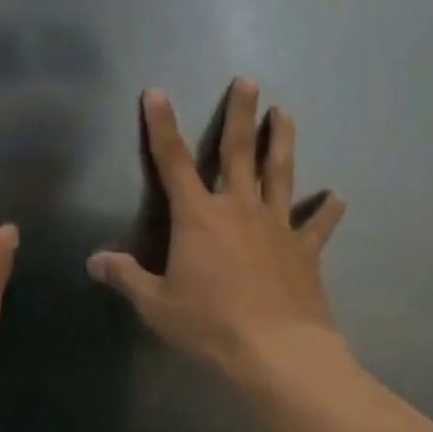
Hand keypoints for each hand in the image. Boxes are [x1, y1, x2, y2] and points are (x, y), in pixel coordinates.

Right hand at [88, 80, 345, 383]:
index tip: (156, 93)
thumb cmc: (209, 325)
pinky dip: (327, 211)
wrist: (276, 351)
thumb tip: (94, 261)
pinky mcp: (305, 251)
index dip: (162, 126)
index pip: (173, 162)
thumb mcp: (156, 304)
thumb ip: (126, 277)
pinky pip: (317, 226)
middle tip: (248, 80)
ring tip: (285, 113)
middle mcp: (239, 210)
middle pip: (238, 152)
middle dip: (240, 114)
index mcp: (198, 218)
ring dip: (282, 142)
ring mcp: (277, 227)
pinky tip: (337, 198)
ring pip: (280, 174)